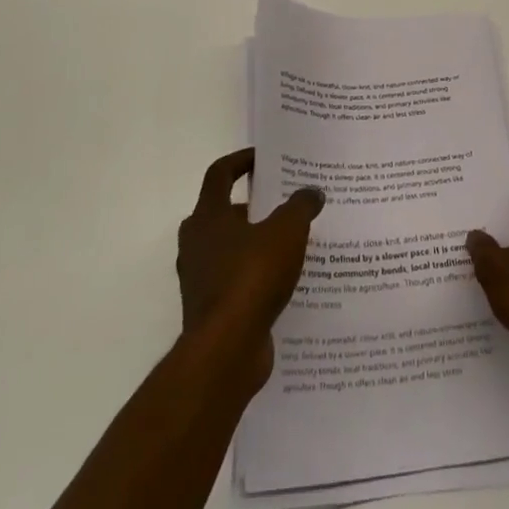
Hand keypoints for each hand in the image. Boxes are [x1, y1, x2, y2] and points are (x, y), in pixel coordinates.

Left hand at [176, 149, 323, 385]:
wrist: (226, 351)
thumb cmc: (251, 277)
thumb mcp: (286, 231)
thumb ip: (300, 206)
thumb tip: (312, 191)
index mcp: (207, 216)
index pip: (220, 174)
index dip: (241, 161)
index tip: (264, 158)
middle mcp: (197, 243)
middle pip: (224, 211)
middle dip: (254, 205)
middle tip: (286, 202)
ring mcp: (200, 278)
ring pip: (231, 248)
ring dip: (257, 241)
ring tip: (293, 240)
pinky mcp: (211, 308)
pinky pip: (236, 280)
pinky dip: (257, 274)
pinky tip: (287, 278)